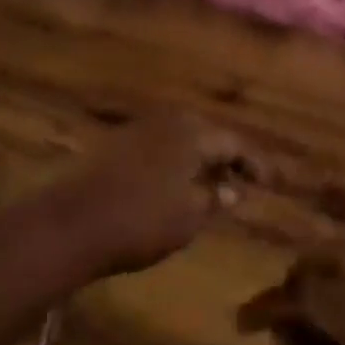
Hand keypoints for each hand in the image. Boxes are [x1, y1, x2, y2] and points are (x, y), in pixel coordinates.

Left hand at [33, 113, 245, 277]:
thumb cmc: (141, 221)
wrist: (72, 223)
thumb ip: (215, 199)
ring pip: (182, 138)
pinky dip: (176, 161)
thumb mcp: (189, 217)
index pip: (234, 142)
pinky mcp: (116, 144)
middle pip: (207, 133)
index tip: (272, 182)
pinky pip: (160, 146)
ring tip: (214, 185)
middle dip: (227, 156)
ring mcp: (138, 130)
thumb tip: (233, 189)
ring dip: (200, 158)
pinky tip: (177, 184)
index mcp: (191, 133)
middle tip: (243, 181)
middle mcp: (167, 121)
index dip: (255, 163)